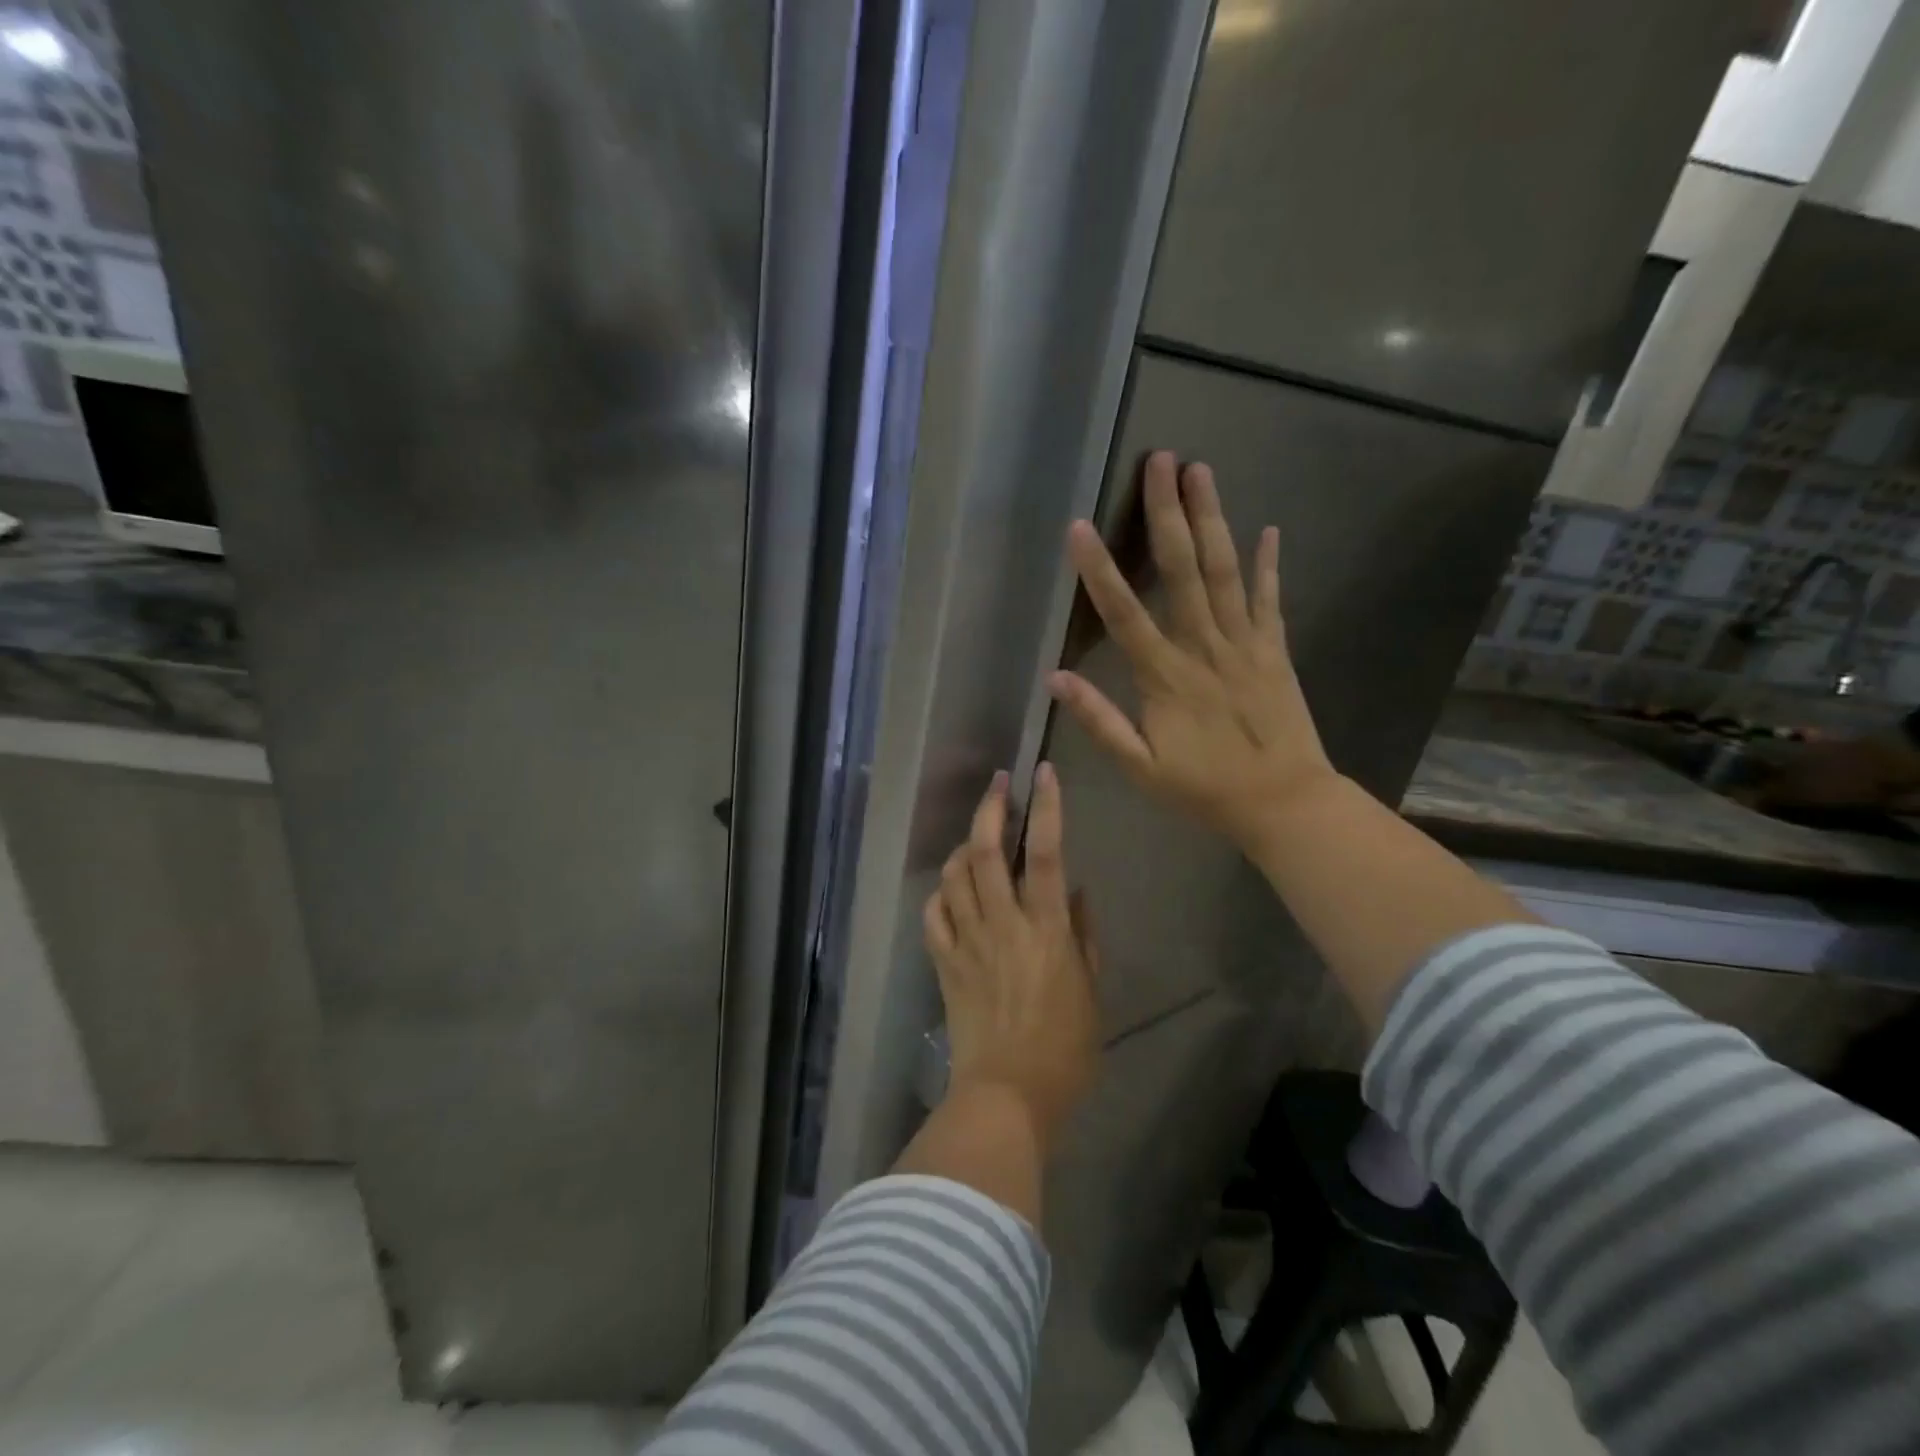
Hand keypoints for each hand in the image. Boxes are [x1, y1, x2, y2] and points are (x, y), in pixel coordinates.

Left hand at [923, 763, 1098, 1142]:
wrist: (1007, 1095)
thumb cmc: (1064, 1049)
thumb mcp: (1092, 992)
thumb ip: (1084, 936)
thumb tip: (1076, 891)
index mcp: (1047, 929)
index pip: (1048, 853)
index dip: (1046, 807)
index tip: (1043, 774)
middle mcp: (1004, 923)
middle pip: (988, 851)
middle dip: (991, 809)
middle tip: (997, 784)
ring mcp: (968, 941)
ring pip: (955, 875)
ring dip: (964, 845)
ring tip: (977, 835)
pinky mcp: (943, 962)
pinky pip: (933, 914)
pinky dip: (940, 892)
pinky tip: (950, 888)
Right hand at [1048, 450, 1338, 853]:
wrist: (1284, 803)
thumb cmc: (1204, 789)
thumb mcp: (1140, 768)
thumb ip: (1099, 721)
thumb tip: (1056, 678)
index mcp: (1165, 677)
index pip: (1124, 614)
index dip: (1100, 570)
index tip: (1080, 526)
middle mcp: (1204, 648)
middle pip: (1183, 571)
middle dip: (1168, 514)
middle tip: (1160, 461)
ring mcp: (1245, 644)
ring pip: (1225, 572)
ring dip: (1212, 519)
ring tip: (1200, 471)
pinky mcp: (1274, 650)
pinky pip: (1270, 600)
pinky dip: (1268, 564)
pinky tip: (1268, 528)